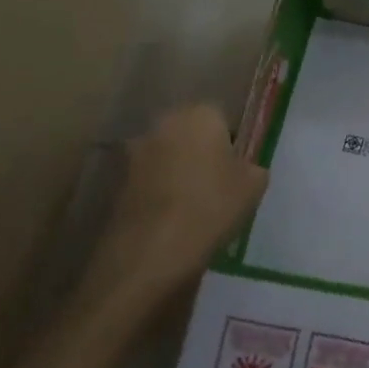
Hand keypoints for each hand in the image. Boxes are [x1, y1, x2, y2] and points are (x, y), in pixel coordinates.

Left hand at [80, 104, 267, 313]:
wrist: (151, 253)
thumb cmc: (211, 207)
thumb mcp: (253, 186)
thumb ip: (252, 167)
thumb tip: (243, 168)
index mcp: (199, 114)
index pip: (221, 117)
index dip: (230, 142)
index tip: (236, 169)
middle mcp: (163, 123)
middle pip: (188, 132)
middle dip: (199, 152)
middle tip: (215, 184)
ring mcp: (134, 152)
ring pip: (165, 156)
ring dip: (175, 171)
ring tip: (191, 205)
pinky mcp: (115, 181)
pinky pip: (147, 180)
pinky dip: (157, 192)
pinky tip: (170, 219)